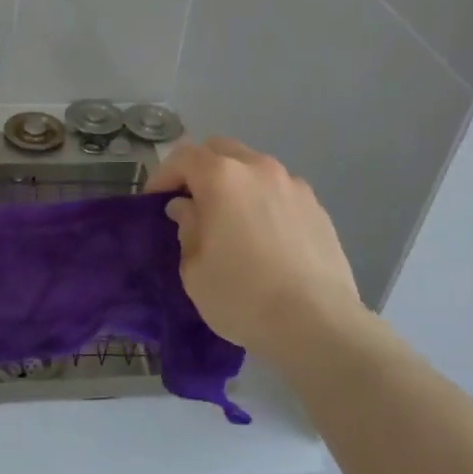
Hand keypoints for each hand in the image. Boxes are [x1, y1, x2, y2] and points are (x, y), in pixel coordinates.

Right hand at [147, 138, 369, 368]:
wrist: (318, 323)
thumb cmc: (242, 296)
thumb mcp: (194, 269)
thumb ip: (187, 228)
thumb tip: (188, 208)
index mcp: (222, 177)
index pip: (182, 157)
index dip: (163, 176)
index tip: (154, 202)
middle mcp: (259, 169)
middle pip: (220, 150)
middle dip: (199, 169)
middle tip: (190, 202)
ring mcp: (293, 185)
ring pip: (253, 167)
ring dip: (234, 183)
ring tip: (229, 218)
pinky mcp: (317, 207)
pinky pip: (279, 190)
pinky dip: (263, 200)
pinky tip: (263, 235)